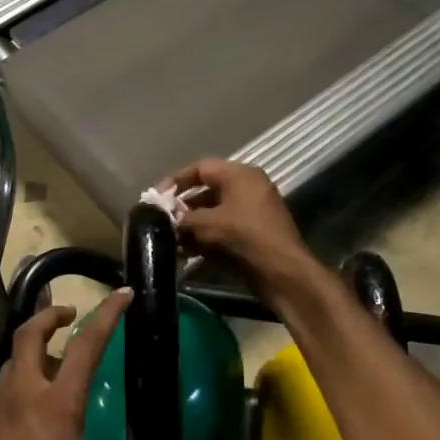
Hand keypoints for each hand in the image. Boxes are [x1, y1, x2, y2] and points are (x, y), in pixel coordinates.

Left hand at [0, 291, 149, 439]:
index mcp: (56, 410)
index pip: (84, 347)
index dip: (105, 316)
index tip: (121, 296)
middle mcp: (19, 403)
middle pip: (26, 338)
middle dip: (47, 317)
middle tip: (67, 317)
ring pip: (6, 371)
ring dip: (28, 361)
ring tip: (48, 374)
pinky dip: (13, 402)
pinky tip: (24, 431)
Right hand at [165, 159, 318, 301]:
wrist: (282, 272)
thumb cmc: (245, 236)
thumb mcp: (209, 224)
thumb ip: (184, 218)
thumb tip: (167, 219)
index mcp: (240, 175)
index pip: (201, 168)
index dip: (176, 180)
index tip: (156, 196)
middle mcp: (246, 188)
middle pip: (206, 191)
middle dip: (182, 207)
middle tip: (160, 220)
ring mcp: (250, 212)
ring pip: (212, 213)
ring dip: (190, 226)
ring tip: (169, 239)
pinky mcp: (250, 234)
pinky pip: (221, 229)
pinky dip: (204, 238)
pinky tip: (185, 252)